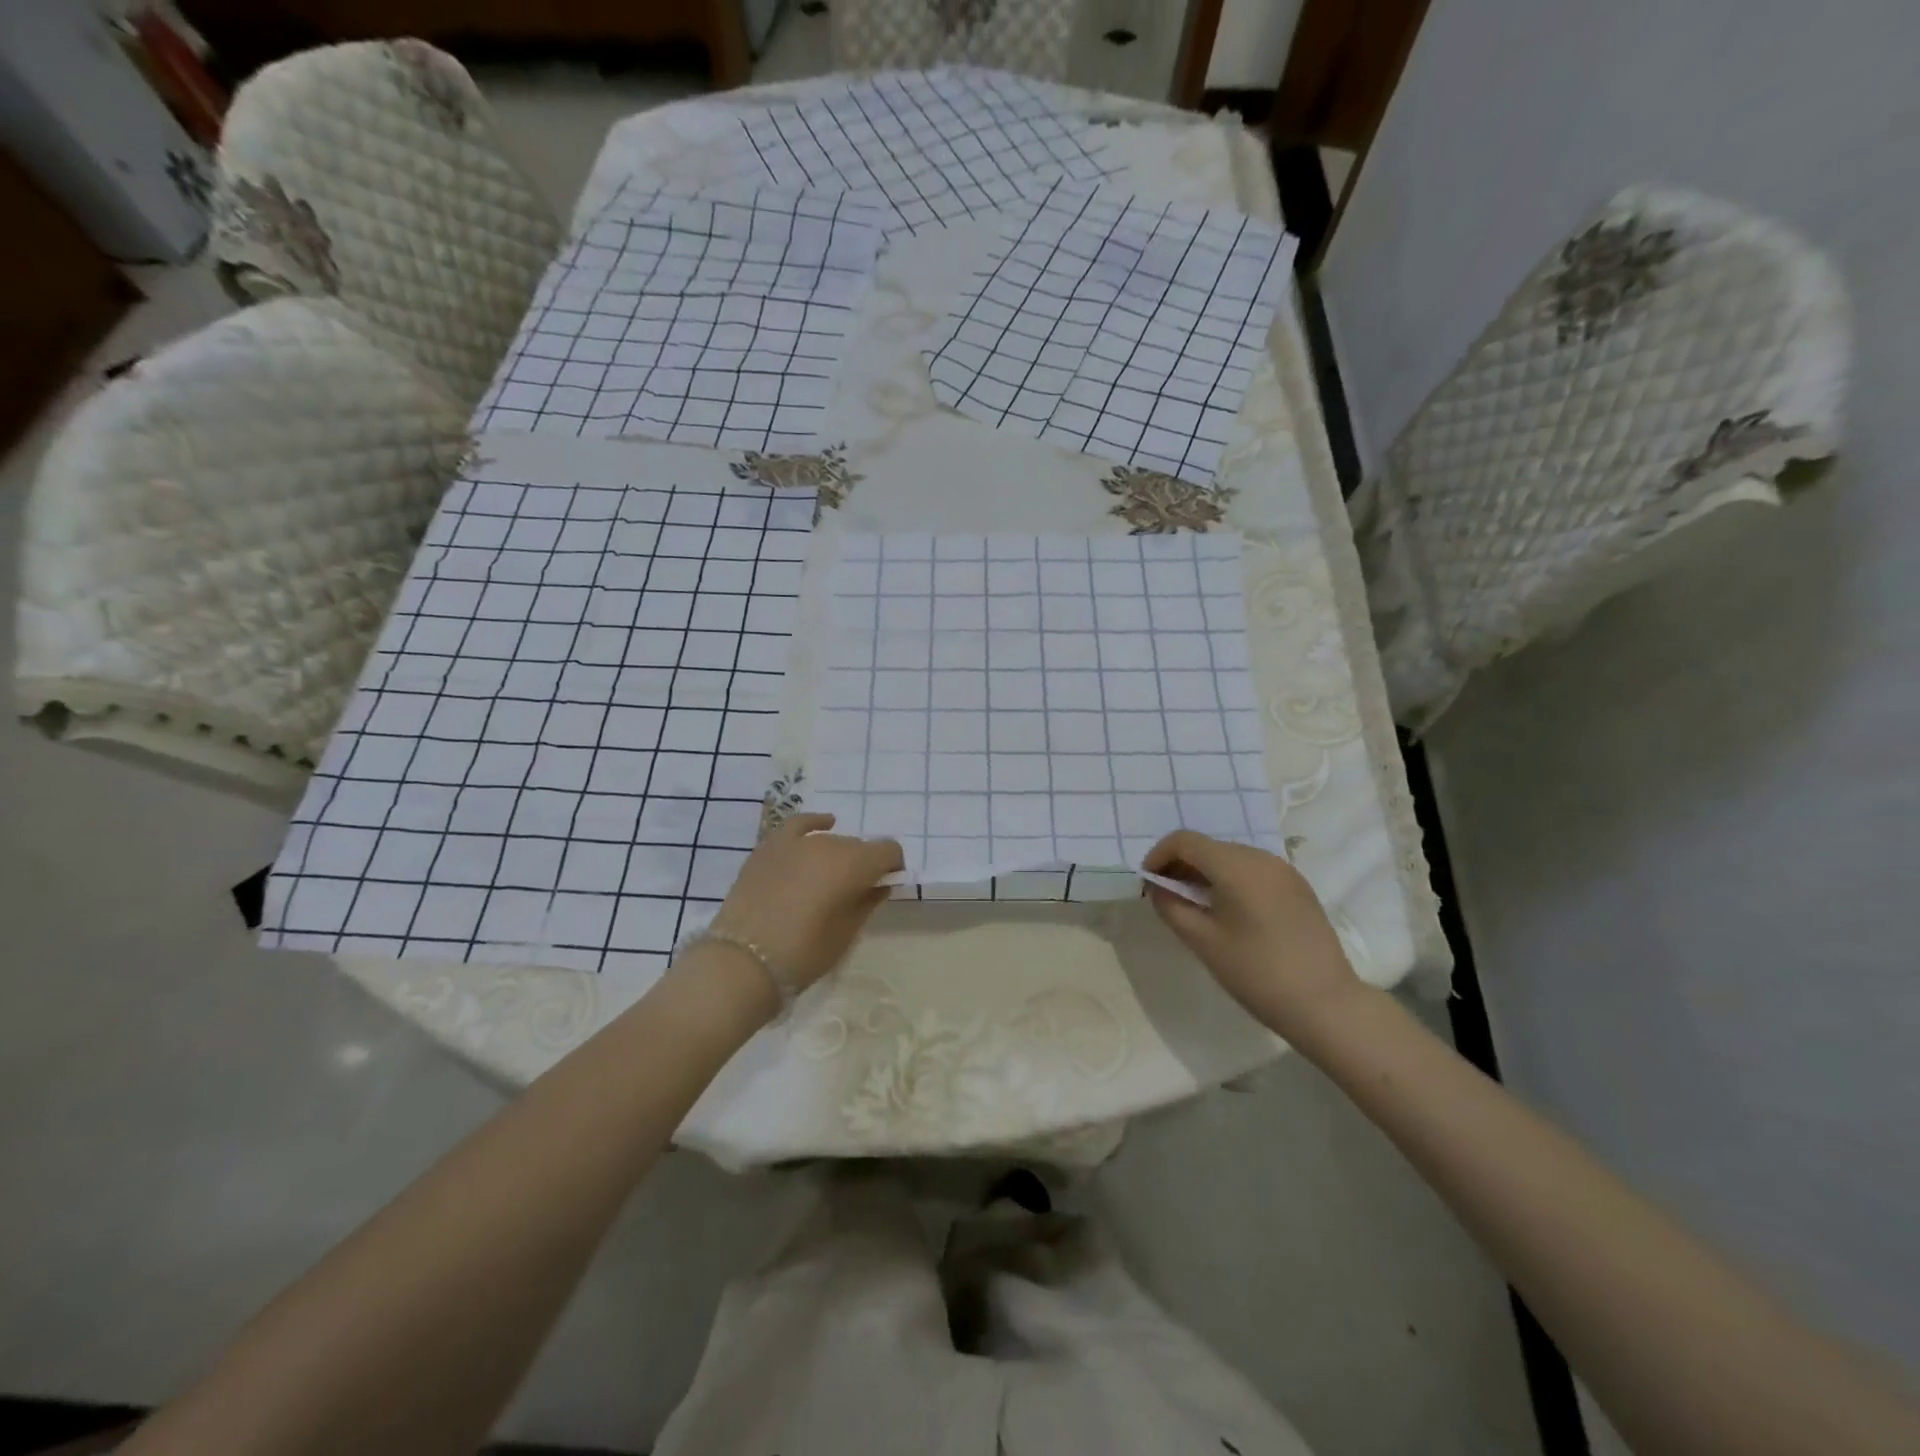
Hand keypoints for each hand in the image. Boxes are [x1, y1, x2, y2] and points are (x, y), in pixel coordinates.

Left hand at [708, 812, 902, 997]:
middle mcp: (828, 844)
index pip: (888, 850)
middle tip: (855, 893)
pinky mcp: (769, 847)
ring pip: (830, 840)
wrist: (742, 962)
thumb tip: (879, 884)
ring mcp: (796, 843)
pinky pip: (798, 825)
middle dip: (863, 864)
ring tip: (829, 879)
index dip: (892, 867)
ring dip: (837, 855)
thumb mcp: (846, 933)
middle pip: (858, 846)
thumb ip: (868, 901)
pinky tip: (823, 825)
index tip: (886, 886)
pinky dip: (814, 824)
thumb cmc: (803, 953)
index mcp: (853, 864)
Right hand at [1142, 829, 1364, 1040]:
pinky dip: (1230, 880)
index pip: (1184, 841)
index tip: (1148, 884)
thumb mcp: (1203, 942)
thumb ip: (1171, 907)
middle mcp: (1261, 858)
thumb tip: (1157, 888)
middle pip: (1209, 846)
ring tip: (1194, 906)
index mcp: (1236, 866)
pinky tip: (1228, 912)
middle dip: (1180, 865)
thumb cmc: (1257, 973)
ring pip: (1231, 857)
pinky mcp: (1298, 888)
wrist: (1326, 1004)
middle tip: (1166, 897)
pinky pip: (1253, 871)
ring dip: (1205, 873)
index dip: (1158, 856)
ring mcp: (1284, 871)